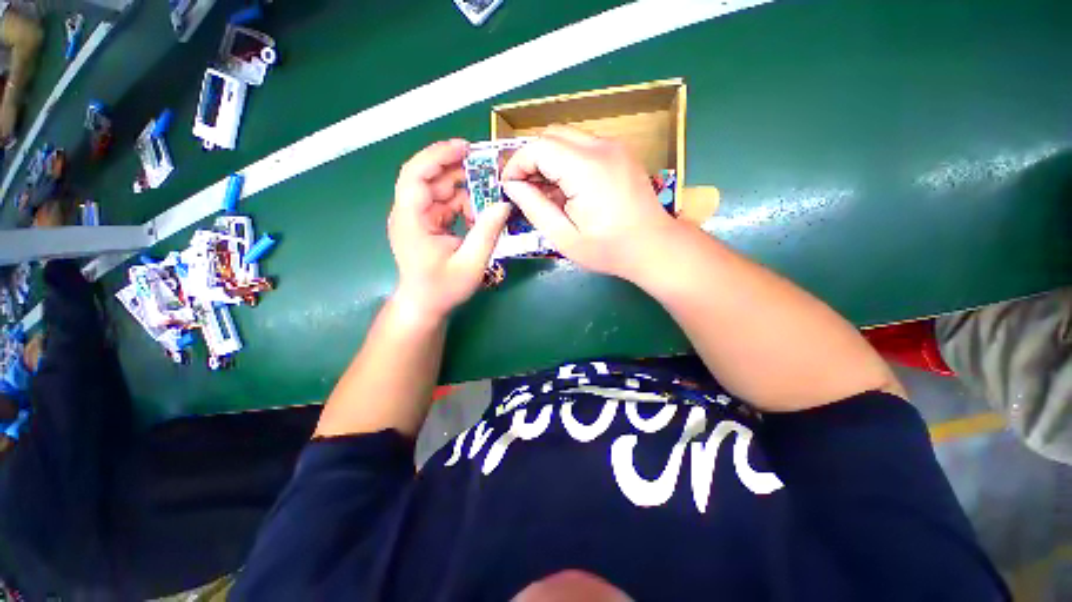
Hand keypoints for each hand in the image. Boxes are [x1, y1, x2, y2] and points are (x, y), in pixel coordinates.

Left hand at [388, 139, 510, 320]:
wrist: (424, 306)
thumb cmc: (442, 290)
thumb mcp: (470, 264)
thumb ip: (487, 233)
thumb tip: (504, 204)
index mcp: (411, 220)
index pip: (416, 175)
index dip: (438, 155)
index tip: (466, 148)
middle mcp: (409, 213)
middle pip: (432, 179)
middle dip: (461, 173)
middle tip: (491, 174)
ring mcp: (417, 218)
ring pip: (441, 192)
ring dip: (466, 193)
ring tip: (489, 203)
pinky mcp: (426, 224)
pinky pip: (446, 205)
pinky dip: (464, 207)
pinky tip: (478, 218)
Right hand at [501, 125, 680, 280]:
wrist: (654, 246)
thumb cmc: (608, 249)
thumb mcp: (564, 238)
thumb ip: (535, 208)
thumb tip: (513, 187)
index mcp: (585, 168)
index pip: (538, 147)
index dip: (517, 164)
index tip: (509, 187)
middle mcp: (601, 147)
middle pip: (551, 135)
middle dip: (531, 159)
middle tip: (526, 189)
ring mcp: (614, 146)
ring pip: (567, 137)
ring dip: (549, 158)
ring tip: (546, 191)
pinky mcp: (621, 152)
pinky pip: (584, 145)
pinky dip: (567, 159)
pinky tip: (568, 187)